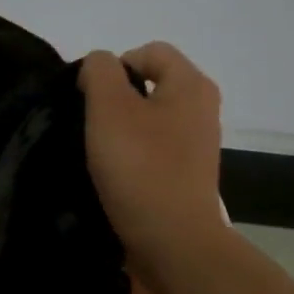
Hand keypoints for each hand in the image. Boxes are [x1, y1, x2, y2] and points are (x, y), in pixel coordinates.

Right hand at [78, 42, 228, 278]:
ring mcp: (197, 142)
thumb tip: (99, 66)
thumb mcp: (109, 107)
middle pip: (149, 83)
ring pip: (149, 117)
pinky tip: (116, 173)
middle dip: (115, 98)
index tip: (91, 100)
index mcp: (191, 84)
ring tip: (99, 151)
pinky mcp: (187, 172)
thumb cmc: (140, 167)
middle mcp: (202, 107)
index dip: (113, 66)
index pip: (148, 51)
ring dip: (121, 128)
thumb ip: (99, 71)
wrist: (173, 241)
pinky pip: (154, 147)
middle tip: (92, 124)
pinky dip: (133, 153)